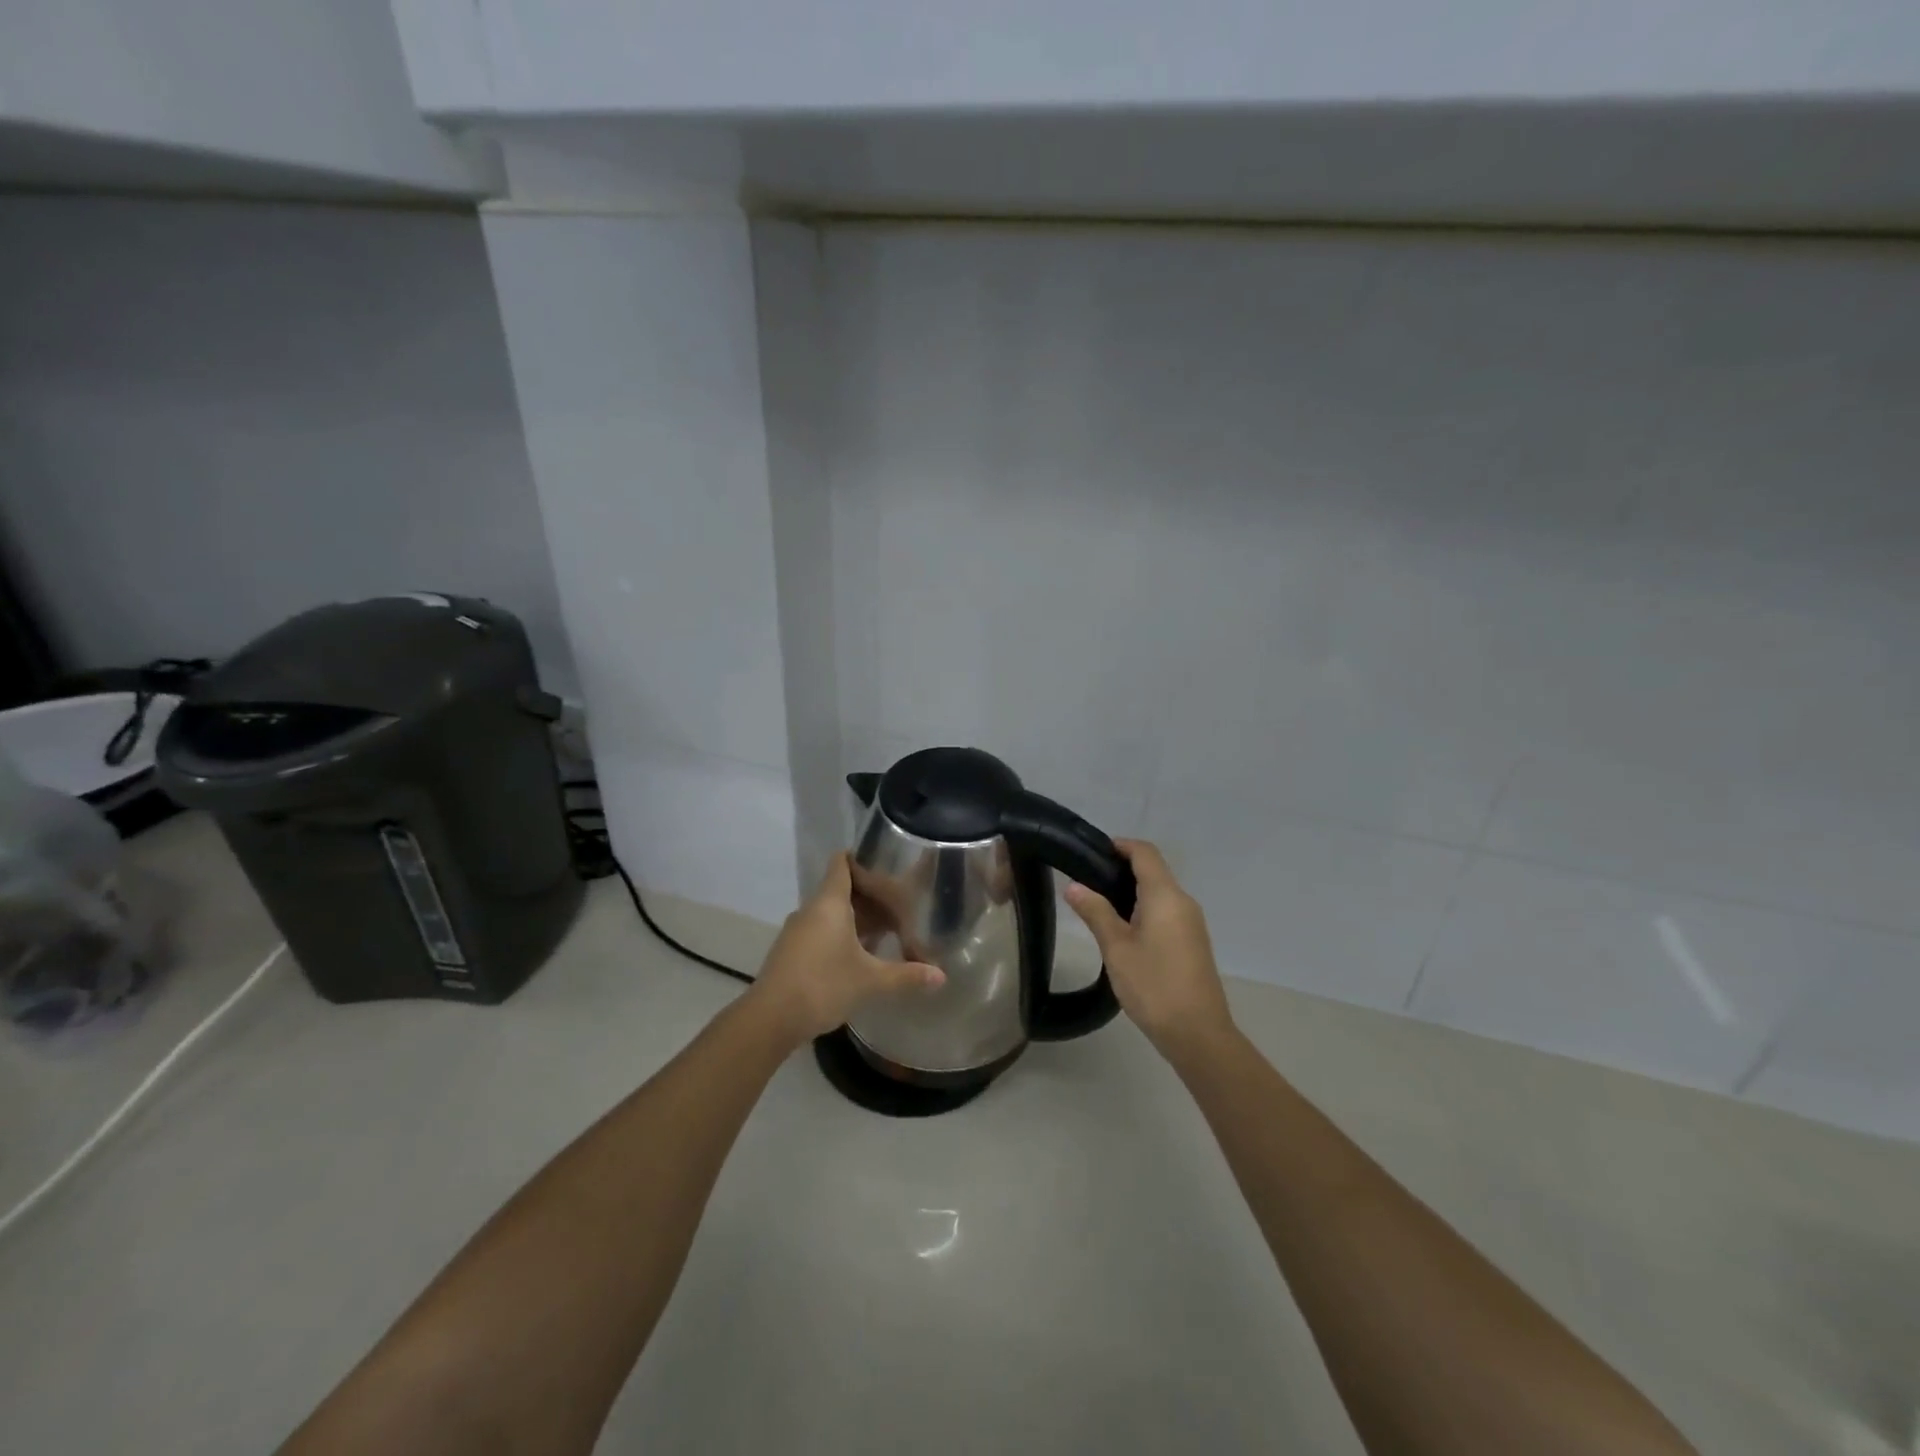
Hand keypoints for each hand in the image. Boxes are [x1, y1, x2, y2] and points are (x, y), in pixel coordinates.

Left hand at [749, 853, 944, 1045]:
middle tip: (899, 904)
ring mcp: (797, 931)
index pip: (842, 863)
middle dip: (869, 895)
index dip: (862, 858)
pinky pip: (820, 930)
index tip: (886, 863)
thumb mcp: (870, 980)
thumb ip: (906, 975)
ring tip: (885, 930)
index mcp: (829, 903)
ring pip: (830, 913)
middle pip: (840, 889)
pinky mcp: (791, 951)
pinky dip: (840, 934)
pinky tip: (859, 955)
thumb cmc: (823, 986)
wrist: (770, 1018)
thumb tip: (941, 975)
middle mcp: (811, 910)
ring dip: (855, 918)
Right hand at [1065, 839, 1234, 1063]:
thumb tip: (1073, 886)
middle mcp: (1183, 902)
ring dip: (1133, 890)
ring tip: (1099, 904)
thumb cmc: (1153, 986)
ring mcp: (1192, 923)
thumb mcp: (1116, 948)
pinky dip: (1145, 908)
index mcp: (1165, 896)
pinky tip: (1123, 928)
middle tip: (1087, 879)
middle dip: (1122, 868)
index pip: (1145, 853)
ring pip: (1161, 892)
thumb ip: (1095, 912)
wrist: (1198, 1034)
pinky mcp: (1193, 941)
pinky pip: (1167, 911)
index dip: (1121, 845)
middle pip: (1154, 870)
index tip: (1093, 851)